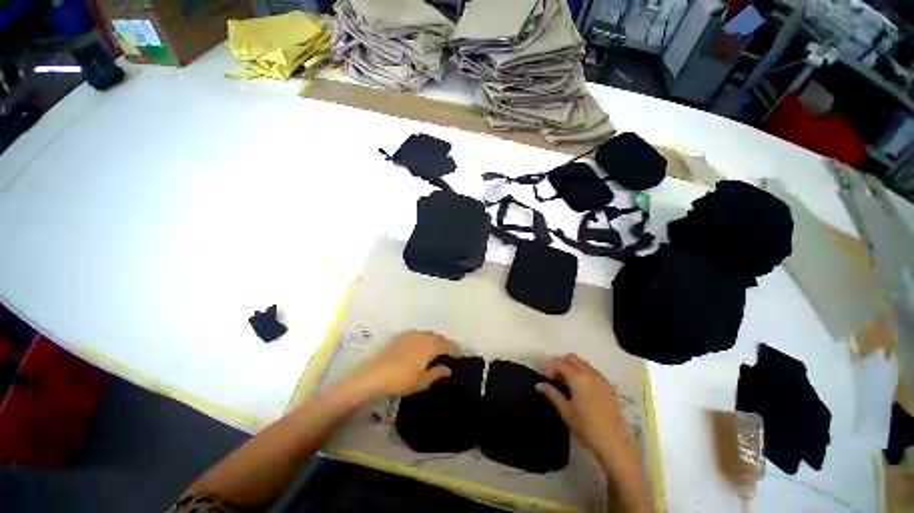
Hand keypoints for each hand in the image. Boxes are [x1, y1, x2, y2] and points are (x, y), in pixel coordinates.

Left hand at [350, 330, 454, 397]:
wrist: (376, 374)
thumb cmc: (402, 380)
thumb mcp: (422, 381)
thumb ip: (437, 373)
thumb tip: (448, 369)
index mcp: (431, 346)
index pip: (447, 345)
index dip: (453, 350)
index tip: (456, 356)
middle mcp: (424, 336)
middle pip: (438, 337)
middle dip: (444, 343)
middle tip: (446, 353)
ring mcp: (412, 334)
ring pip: (427, 334)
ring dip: (433, 340)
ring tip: (433, 349)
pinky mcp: (401, 336)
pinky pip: (417, 334)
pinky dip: (422, 338)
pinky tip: (418, 346)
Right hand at [536, 354, 637, 470]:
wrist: (615, 442)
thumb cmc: (586, 427)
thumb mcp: (566, 411)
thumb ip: (552, 394)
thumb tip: (539, 385)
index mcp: (578, 378)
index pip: (560, 364)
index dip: (549, 365)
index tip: (542, 372)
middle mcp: (590, 374)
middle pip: (572, 358)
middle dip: (561, 363)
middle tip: (554, 376)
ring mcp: (601, 379)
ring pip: (583, 364)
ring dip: (572, 367)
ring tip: (566, 381)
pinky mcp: (609, 387)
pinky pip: (593, 372)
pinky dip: (583, 373)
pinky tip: (581, 387)